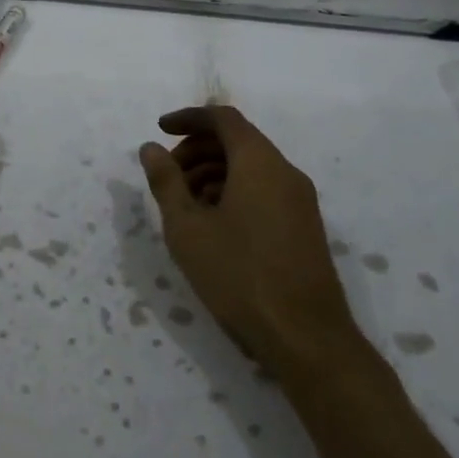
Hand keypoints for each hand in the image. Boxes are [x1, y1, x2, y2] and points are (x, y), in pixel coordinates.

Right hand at [138, 106, 359, 369]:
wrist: (306, 338)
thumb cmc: (238, 275)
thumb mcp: (188, 228)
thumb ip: (166, 182)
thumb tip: (151, 148)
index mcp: (259, 162)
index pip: (223, 118)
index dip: (189, 118)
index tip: (160, 130)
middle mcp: (285, 172)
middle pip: (237, 141)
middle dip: (197, 150)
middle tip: (168, 175)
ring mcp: (300, 201)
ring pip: (250, 168)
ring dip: (213, 173)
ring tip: (184, 205)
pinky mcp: (304, 227)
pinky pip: (264, 190)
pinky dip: (233, 192)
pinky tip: (213, 225)